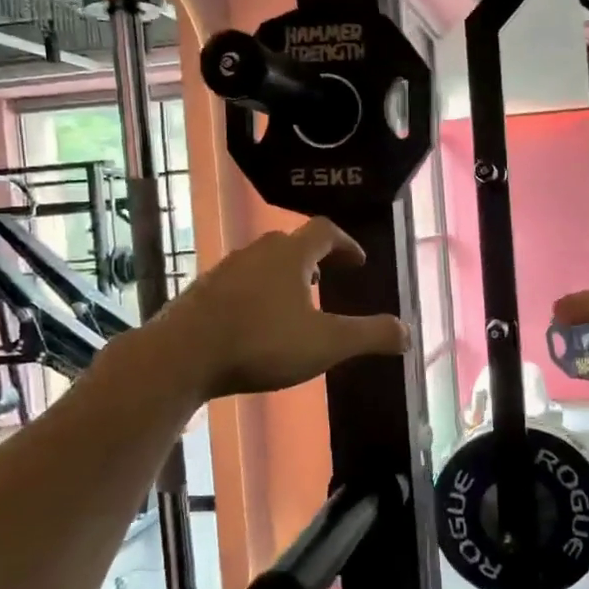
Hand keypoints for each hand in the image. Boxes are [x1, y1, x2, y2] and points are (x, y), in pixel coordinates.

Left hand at [150, 219, 409, 399]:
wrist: (180, 357)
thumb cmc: (261, 343)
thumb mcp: (326, 344)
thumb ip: (370, 336)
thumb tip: (408, 332)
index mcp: (290, 256)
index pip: (324, 231)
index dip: (346, 243)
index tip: (358, 261)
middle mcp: (256, 254)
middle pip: (290, 243)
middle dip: (314, 258)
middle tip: (328, 277)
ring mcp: (223, 272)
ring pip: (261, 263)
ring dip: (283, 275)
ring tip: (294, 302)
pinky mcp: (200, 294)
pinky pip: (237, 284)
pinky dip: (255, 293)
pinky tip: (255, 323)